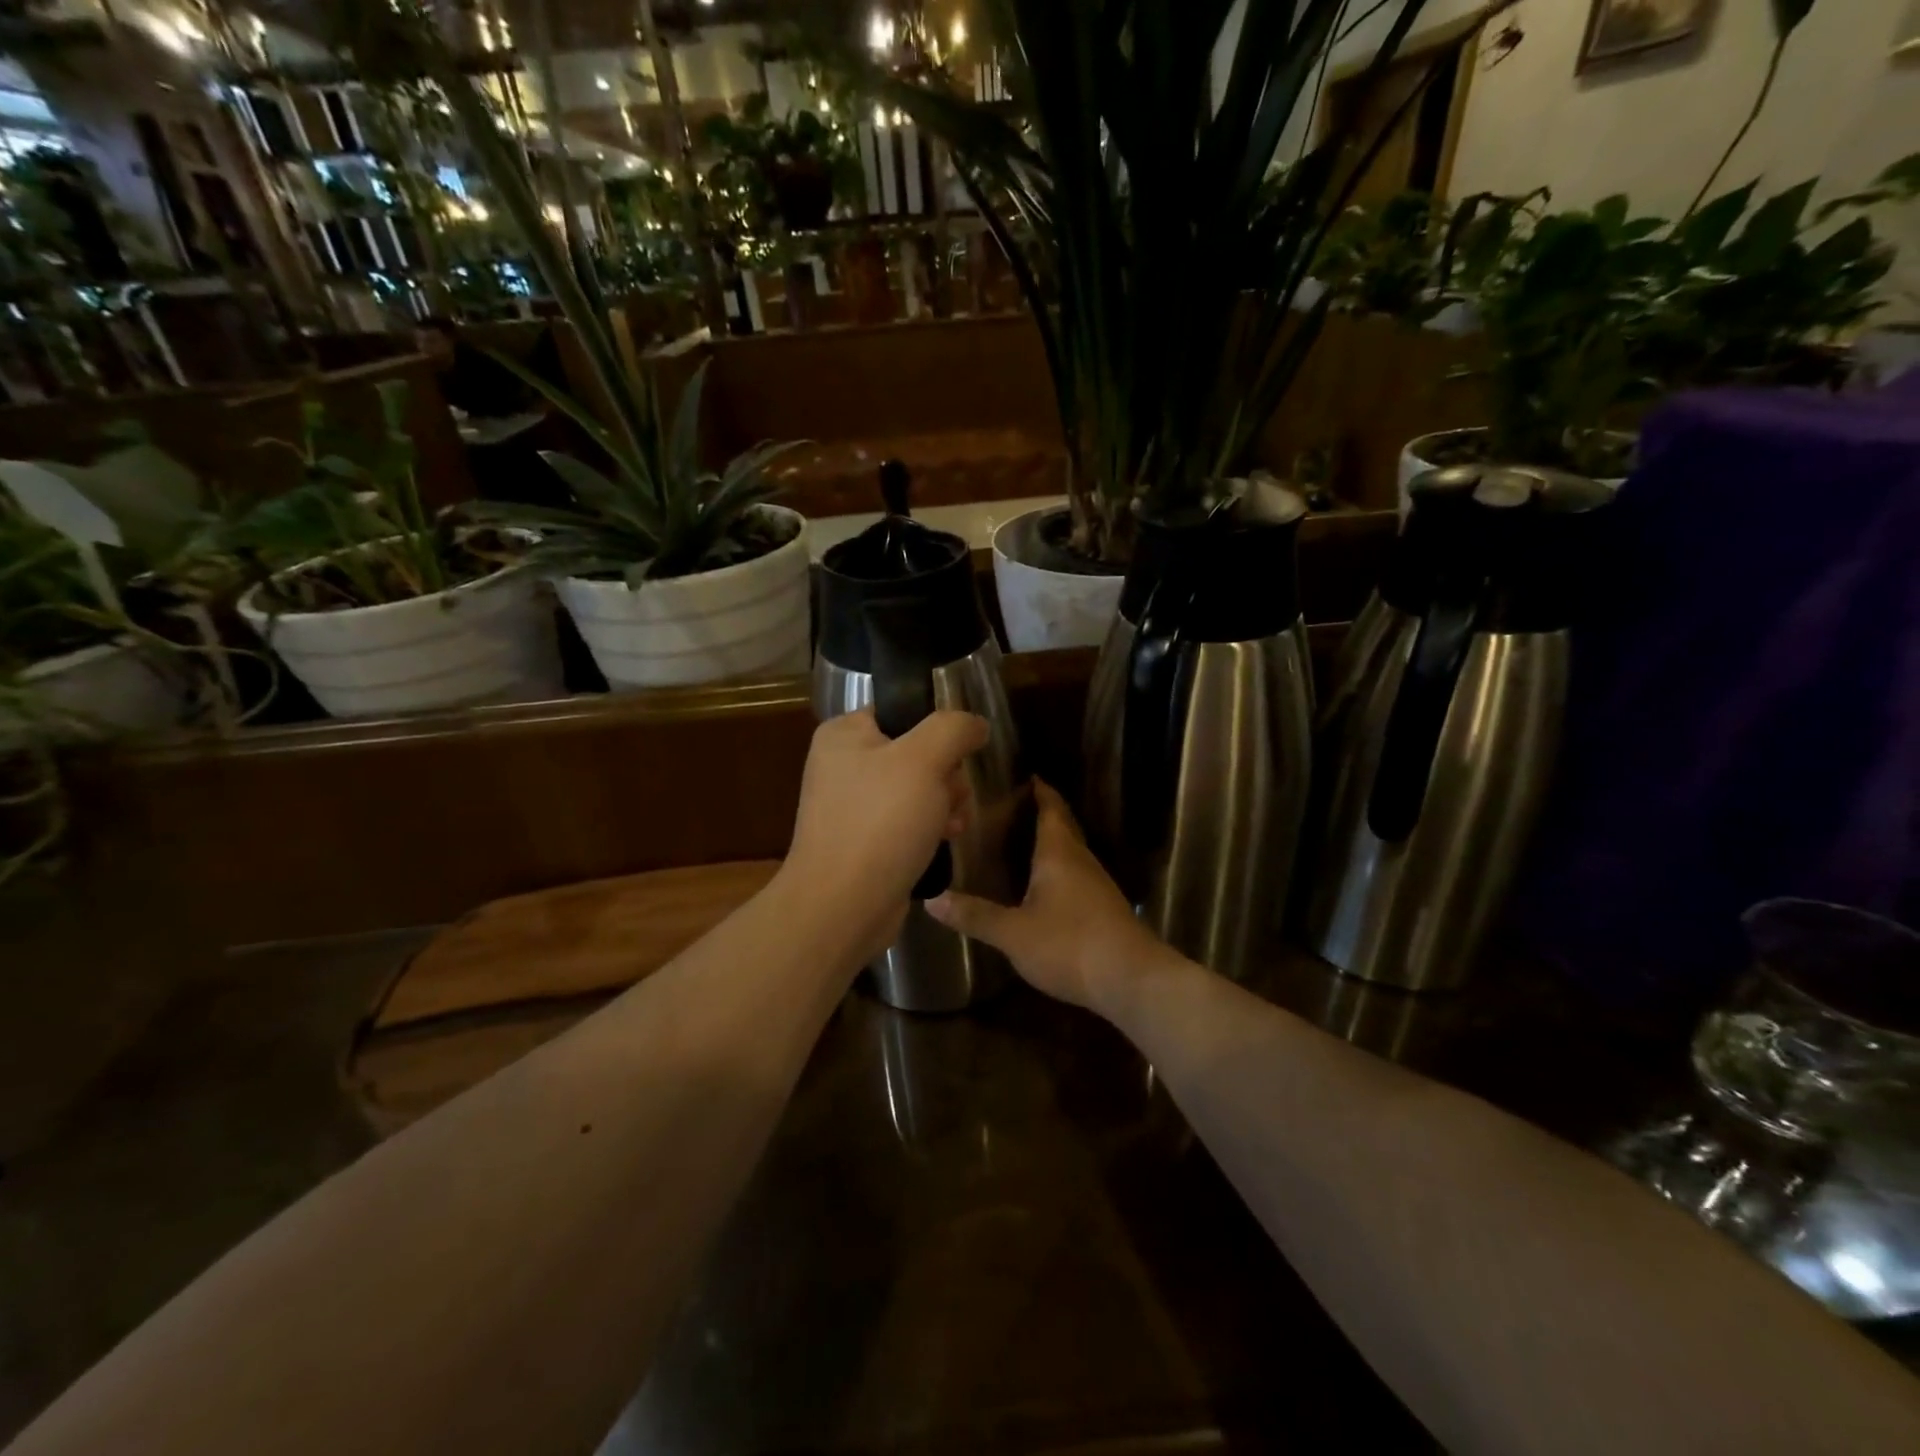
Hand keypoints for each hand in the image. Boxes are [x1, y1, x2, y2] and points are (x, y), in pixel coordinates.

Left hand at [782, 709, 987, 961]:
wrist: (843, 906)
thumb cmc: (881, 822)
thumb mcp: (923, 760)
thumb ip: (953, 729)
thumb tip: (976, 723)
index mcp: (844, 734)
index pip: (902, 710)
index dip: (938, 729)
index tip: (959, 753)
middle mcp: (843, 765)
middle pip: (915, 750)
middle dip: (946, 772)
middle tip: (954, 794)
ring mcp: (852, 805)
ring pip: (917, 787)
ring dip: (945, 801)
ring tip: (953, 822)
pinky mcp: (864, 840)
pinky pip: (907, 819)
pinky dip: (929, 826)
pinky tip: (946, 838)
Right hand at [928, 780, 1171, 1013]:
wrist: (1131, 979)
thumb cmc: (1069, 945)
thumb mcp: (1013, 933)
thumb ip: (975, 916)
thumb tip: (932, 900)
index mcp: (1059, 854)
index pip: (1051, 809)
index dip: (1041, 792)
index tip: (1028, 776)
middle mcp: (1081, 861)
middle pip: (1064, 827)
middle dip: (1044, 813)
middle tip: (1015, 806)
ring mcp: (1097, 885)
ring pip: (1072, 852)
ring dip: (1052, 841)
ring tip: (1023, 841)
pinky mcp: (1104, 909)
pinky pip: (1077, 875)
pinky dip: (1060, 868)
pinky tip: (1046, 886)